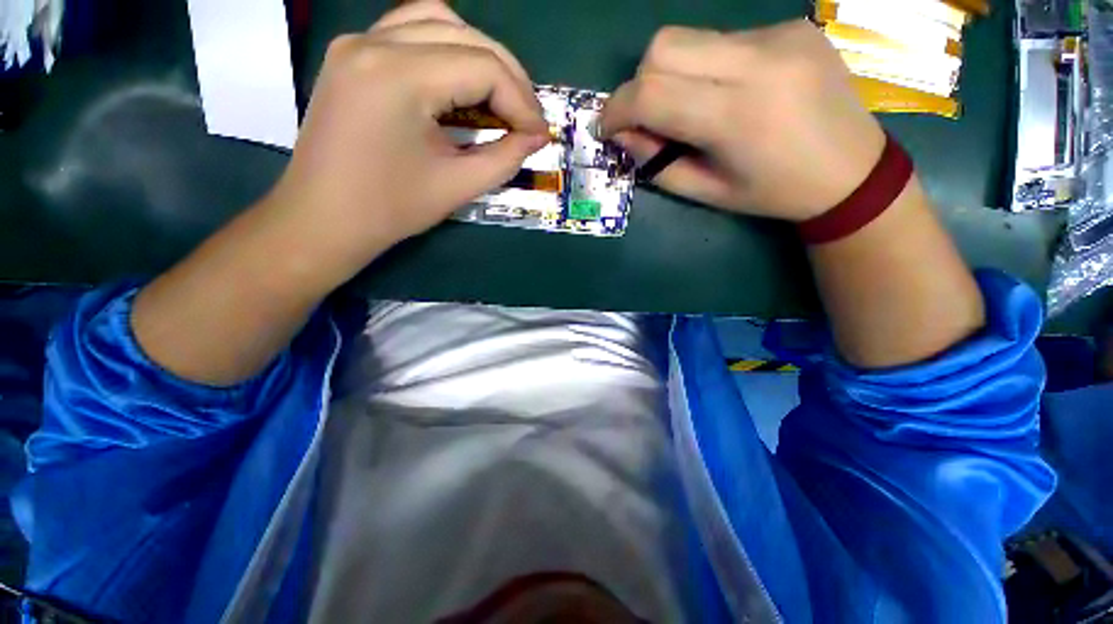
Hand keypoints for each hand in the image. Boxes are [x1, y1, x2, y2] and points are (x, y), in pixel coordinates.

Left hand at [263, 0, 548, 278]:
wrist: (324, 218)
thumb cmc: (390, 209)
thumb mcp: (458, 186)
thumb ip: (505, 157)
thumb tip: (536, 137)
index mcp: (398, 77)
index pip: (482, 67)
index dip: (521, 101)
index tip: (539, 135)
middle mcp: (374, 42)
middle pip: (464, 35)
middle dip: (508, 76)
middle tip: (528, 118)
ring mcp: (358, 42)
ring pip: (437, 20)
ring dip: (480, 55)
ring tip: (502, 96)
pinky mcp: (353, 54)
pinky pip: (411, 31)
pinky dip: (447, 49)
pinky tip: (462, 81)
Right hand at [600, 21, 885, 221]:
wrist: (852, 171)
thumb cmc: (773, 193)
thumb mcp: (707, 192)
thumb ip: (657, 164)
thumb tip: (623, 135)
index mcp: (737, 117)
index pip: (651, 93)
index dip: (616, 109)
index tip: (607, 128)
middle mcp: (758, 63)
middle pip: (664, 47)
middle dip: (640, 84)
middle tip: (647, 118)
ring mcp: (779, 36)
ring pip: (690, 38)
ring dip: (671, 74)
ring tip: (690, 106)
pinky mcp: (790, 26)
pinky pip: (723, 39)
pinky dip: (706, 67)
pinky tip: (728, 91)